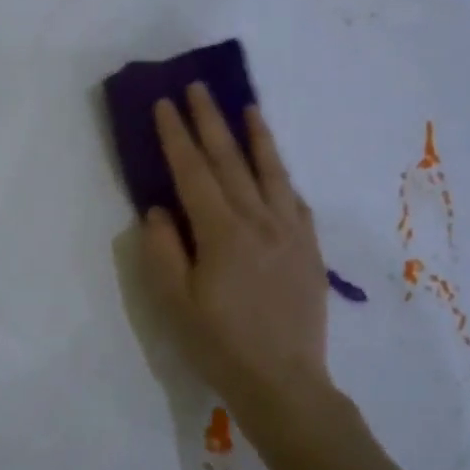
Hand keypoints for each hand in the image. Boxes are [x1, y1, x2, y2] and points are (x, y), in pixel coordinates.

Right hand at [140, 85, 330, 415]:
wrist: (284, 382)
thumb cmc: (218, 344)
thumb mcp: (173, 302)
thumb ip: (163, 250)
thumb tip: (159, 210)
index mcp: (222, 233)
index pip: (193, 172)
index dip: (176, 136)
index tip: (164, 104)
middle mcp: (259, 221)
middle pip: (231, 161)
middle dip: (210, 122)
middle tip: (197, 88)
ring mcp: (290, 233)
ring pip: (271, 172)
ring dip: (255, 136)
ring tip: (246, 107)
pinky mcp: (309, 250)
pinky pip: (295, 200)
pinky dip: (282, 176)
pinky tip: (277, 167)